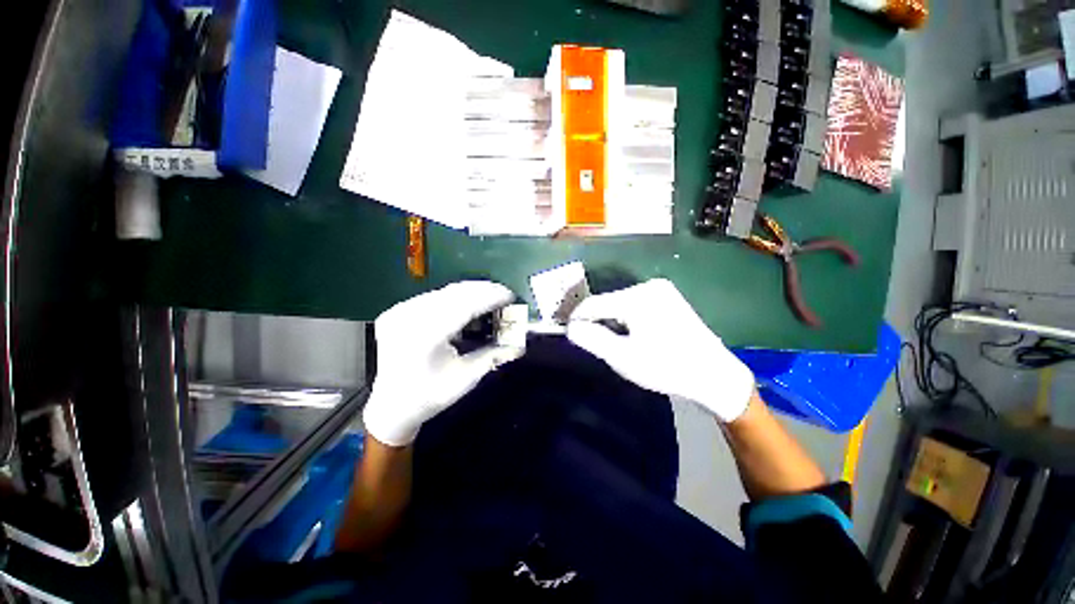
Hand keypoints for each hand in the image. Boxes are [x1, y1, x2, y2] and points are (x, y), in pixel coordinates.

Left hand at [363, 281, 519, 445]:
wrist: (389, 405)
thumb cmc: (429, 396)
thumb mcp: (465, 379)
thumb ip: (493, 356)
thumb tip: (519, 344)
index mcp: (426, 336)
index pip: (465, 305)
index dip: (490, 297)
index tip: (510, 295)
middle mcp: (410, 317)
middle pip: (454, 292)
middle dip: (483, 290)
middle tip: (504, 294)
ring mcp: (400, 311)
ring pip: (444, 291)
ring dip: (470, 292)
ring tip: (489, 298)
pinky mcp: (397, 310)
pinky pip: (433, 297)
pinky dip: (454, 298)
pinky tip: (466, 305)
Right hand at [567, 279, 754, 422]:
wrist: (714, 375)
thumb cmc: (666, 367)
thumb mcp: (623, 357)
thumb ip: (592, 339)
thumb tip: (570, 327)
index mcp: (637, 297)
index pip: (594, 303)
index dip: (577, 318)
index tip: (569, 335)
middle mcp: (649, 286)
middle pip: (608, 302)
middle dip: (597, 322)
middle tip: (597, 345)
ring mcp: (661, 290)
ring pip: (621, 303)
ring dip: (612, 321)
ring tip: (616, 343)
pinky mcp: (669, 297)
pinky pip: (636, 305)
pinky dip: (627, 319)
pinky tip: (634, 336)